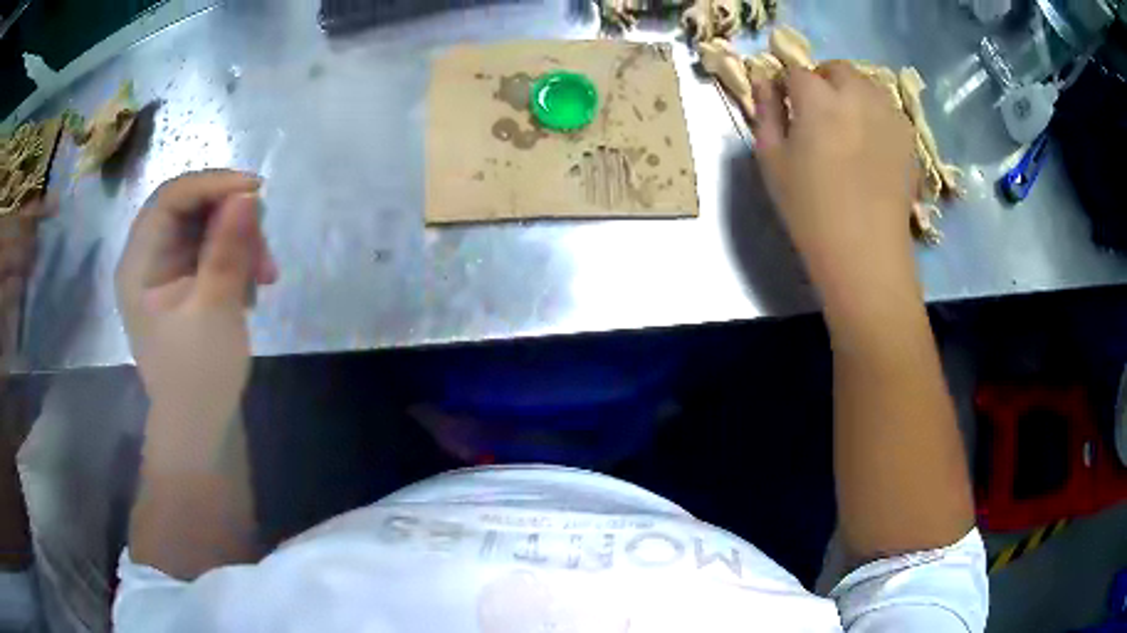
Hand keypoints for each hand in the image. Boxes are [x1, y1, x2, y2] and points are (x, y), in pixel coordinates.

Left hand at [116, 171, 276, 424]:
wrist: (201, 429)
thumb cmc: (200, 378)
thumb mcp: (216, 310)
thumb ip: (228, 249)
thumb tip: (248, 195)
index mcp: (139, 263)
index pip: (171, 197)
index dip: (213, 185)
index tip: (257, 191)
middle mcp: (148, 258)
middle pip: (190, 208)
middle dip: (231, 219)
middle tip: (264, 248)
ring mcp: (166, 271)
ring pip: (206, 227)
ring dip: (239, 240)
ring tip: (264, 276)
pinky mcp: (184, 284)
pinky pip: (211, 250)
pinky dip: (235, 259)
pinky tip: (251, 287)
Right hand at [752, 62, 918, 291]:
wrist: (865, 251)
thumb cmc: (810, 209)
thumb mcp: (772, 161)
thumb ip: (766, 112)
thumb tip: (764, 80)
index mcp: (818, 99)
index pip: (796, 71)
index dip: (787, 86)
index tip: (786, 107)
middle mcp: (856, 95)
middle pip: (837, 69)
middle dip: (823, 81)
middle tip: (818, 115)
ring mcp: (888, 113)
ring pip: (866, 84)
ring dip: (851, 93)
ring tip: (846, 128)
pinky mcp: (908, 135)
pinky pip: (887, 108)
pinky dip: (875, 113)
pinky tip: (871, 144)